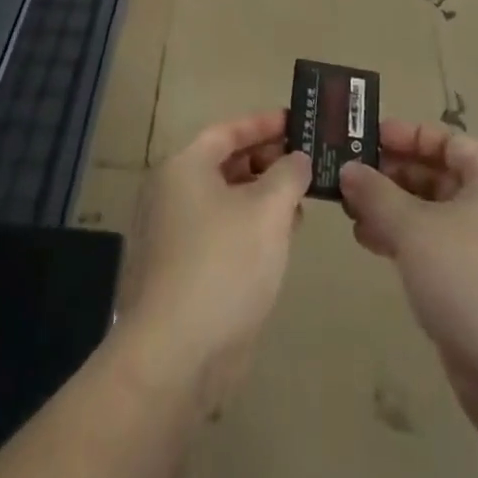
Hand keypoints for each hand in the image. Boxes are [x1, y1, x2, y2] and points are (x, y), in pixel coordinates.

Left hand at [113, 110, 310, 412]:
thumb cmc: (223, 264)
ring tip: (301, 202)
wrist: (175, 355)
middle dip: (267, 162)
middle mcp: (171, 193)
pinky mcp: (180, 272)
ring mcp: (172, 235)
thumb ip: (288, 175)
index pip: (227, 130)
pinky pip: (220, 233)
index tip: (297, 121)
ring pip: (225, 201)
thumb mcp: (268, 210)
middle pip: (225, 164)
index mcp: (184, 167)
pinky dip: (249, 228)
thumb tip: (297, 159)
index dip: (264, 124)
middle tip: (306, 164)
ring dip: (262, 198)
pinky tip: (280, 241)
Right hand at [339, 121, 477, 435]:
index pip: (446, 141)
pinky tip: (371, 244)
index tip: (367, 139)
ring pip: (432, 215)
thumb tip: (348, 169)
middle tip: (349, 178)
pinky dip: (404, 241)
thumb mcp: (413, 227)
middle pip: (437, 176)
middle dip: (392, 176)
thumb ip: (376, 194)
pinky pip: (435, 249)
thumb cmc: (469, 277)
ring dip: (392, 211)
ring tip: (351, 214)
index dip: (406, 136)